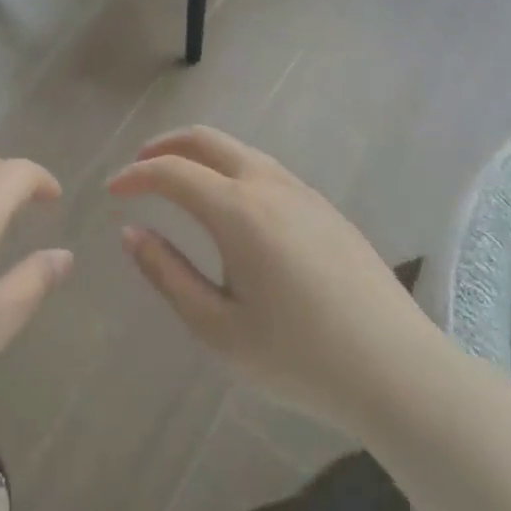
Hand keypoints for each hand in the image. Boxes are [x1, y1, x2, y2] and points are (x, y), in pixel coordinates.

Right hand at [108, 126, 447, 437]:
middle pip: (207, 140)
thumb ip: (167, 274)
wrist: (398, 371)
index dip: (135, 176)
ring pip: (240, 150)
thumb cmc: (298, 357)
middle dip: (165, 146)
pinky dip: (231, 170)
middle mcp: (269, 186)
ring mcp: (304, 193)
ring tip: (178, 183)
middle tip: (139, 169)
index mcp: (238, 211)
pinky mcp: (327, 208)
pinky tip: (230, 207)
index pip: (172, 172)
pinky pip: (266, 170)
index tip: (112, 192)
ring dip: (201, 155)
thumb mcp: (217, 327)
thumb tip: (131, 233)